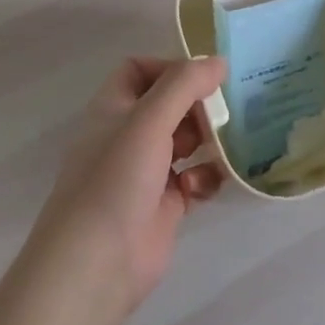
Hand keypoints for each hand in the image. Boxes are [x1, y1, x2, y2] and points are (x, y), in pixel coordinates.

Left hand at [29, 56, 227, 314]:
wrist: (97, 263)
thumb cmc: (116, 179)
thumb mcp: (149, 121)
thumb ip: (184, 85)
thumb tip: (218, 61)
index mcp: (113, 109)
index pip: (139, 70)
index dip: (169, 67)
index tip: (203, 77)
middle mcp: (128, 136)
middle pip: (169, 105)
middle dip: (198, 106)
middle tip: (227, 111)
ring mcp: (146, 172)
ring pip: (185, 142)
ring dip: (207, 141)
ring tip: (226, 145)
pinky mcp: (165, 205)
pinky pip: (194, 179)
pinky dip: (204, 178)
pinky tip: (202, 186)